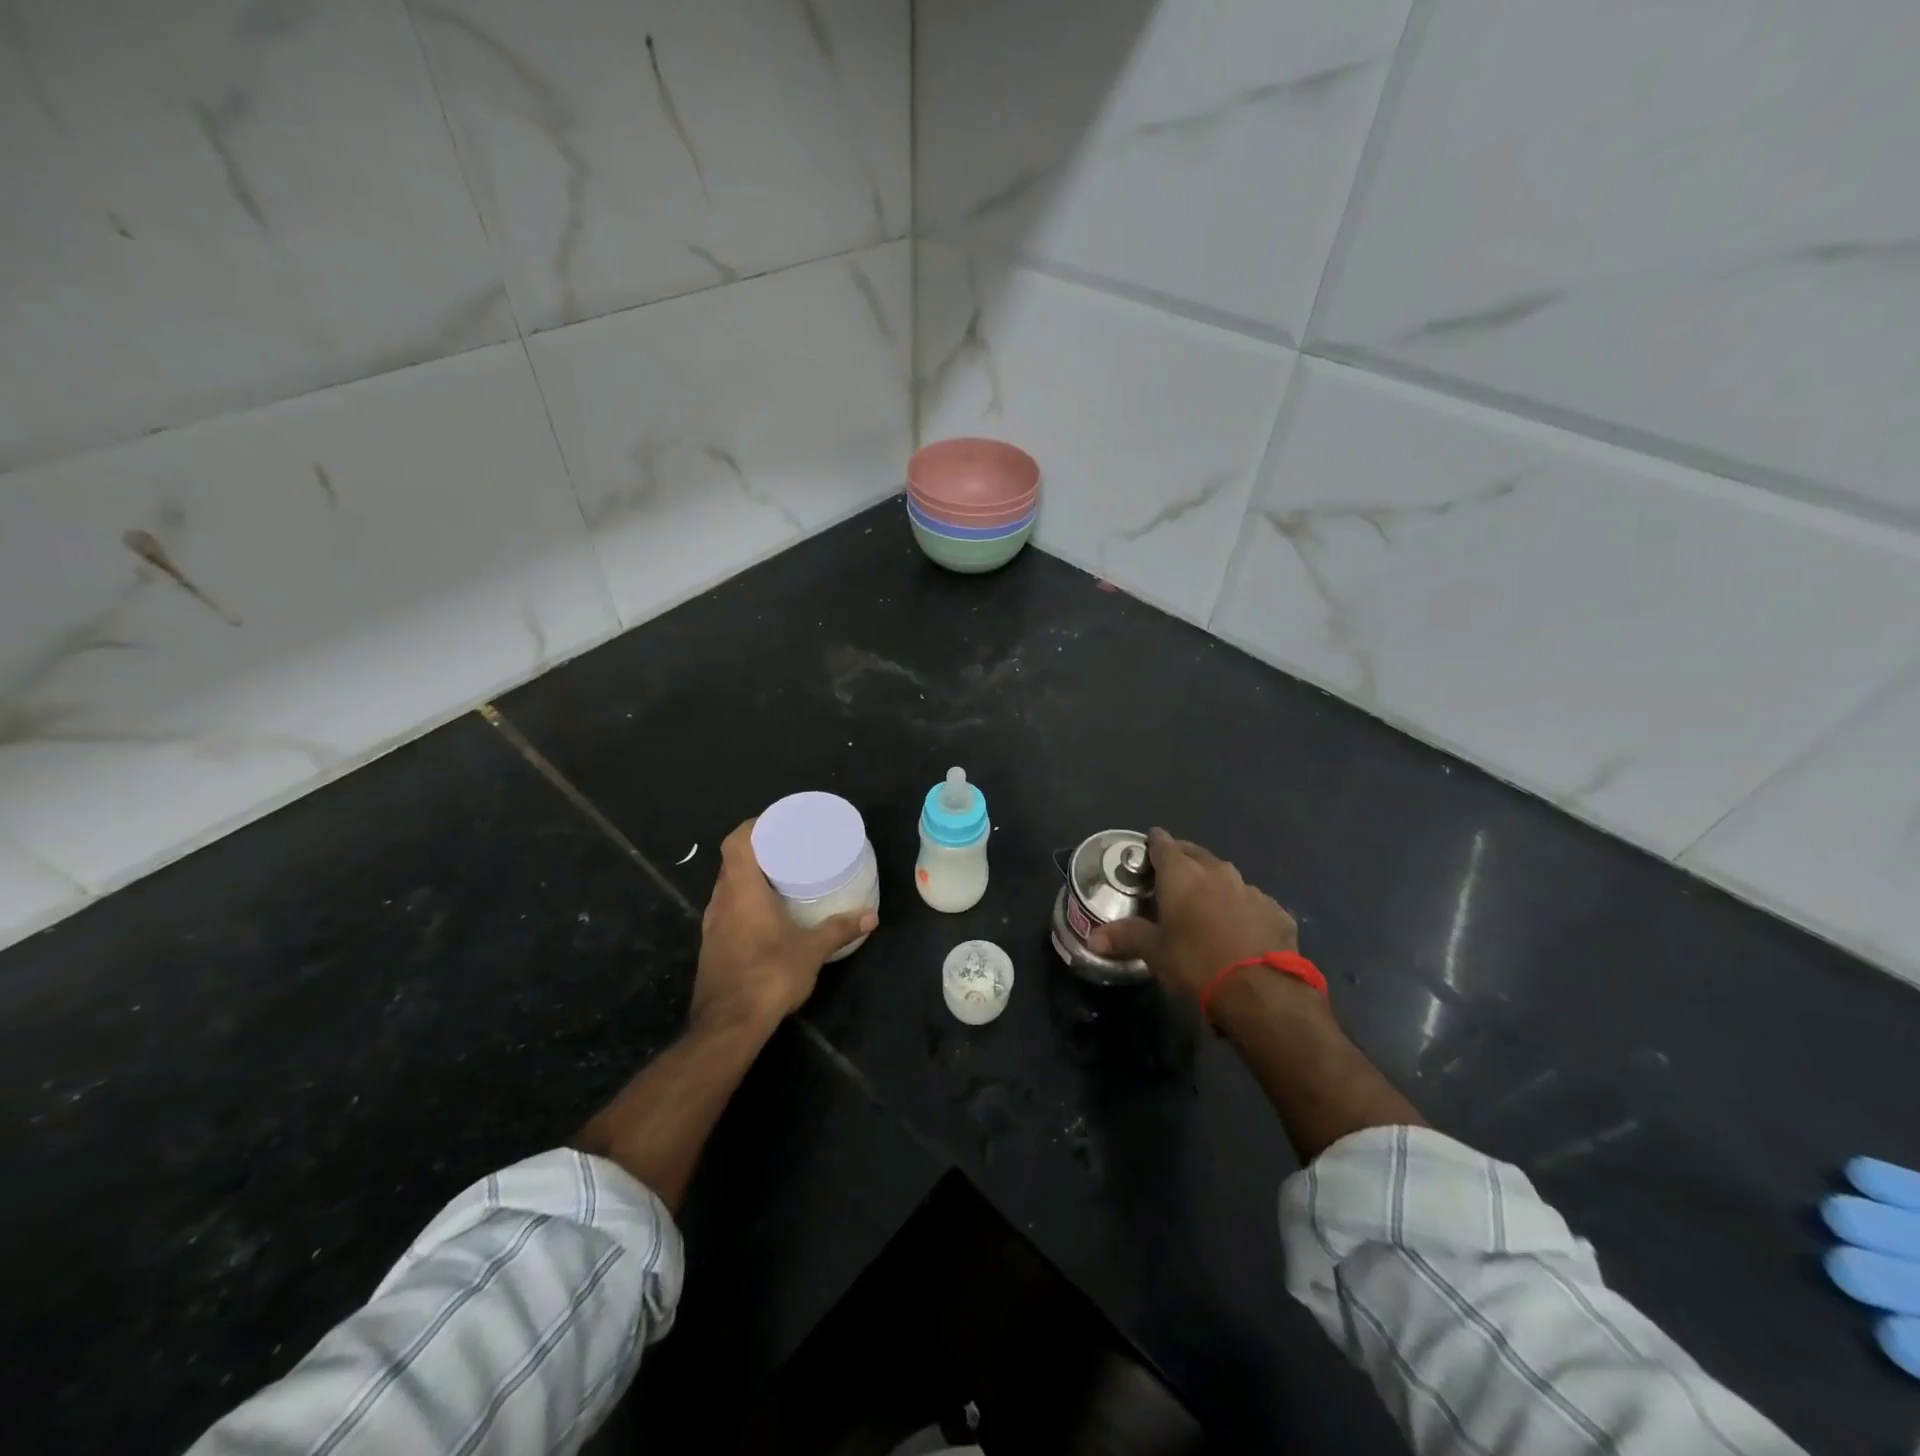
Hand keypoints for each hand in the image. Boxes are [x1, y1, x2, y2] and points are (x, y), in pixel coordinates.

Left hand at [691, 819, 877, 1032]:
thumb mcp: (812, 949)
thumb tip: (871, 916)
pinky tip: (766, 915)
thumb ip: (839, 929)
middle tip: (787, 849)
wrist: (728, 1025)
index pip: (736, 841)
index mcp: (741, 890)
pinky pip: (726, 910)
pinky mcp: (711, 947)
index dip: (754, 826)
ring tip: (779, 878)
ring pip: (727, 887)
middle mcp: (721, 901)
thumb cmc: (770, 975)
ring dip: (749, 878)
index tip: (777, 823)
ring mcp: (711, 926)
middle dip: (757, 851)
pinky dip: (744, 903)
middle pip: (732, 862)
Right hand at [1088, 828, 1300, 1002]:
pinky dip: (1243, 910)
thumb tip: (1092, 939)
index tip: (1147, 849)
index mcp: (1182, 875)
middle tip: (1172, 876)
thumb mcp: (1154, 952)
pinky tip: (1240, 931)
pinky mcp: (1276, 911)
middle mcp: (1217, 872)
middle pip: (1196, 854)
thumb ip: (1125, 938)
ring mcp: (1251, 890)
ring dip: (1215, 886)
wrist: (1260, 990)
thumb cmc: (1195, 962)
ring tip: (1206, 905)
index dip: (1154, 844)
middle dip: (1183, 859)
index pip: (1163, 844)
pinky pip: (1253, 903)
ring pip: (1227, 878)